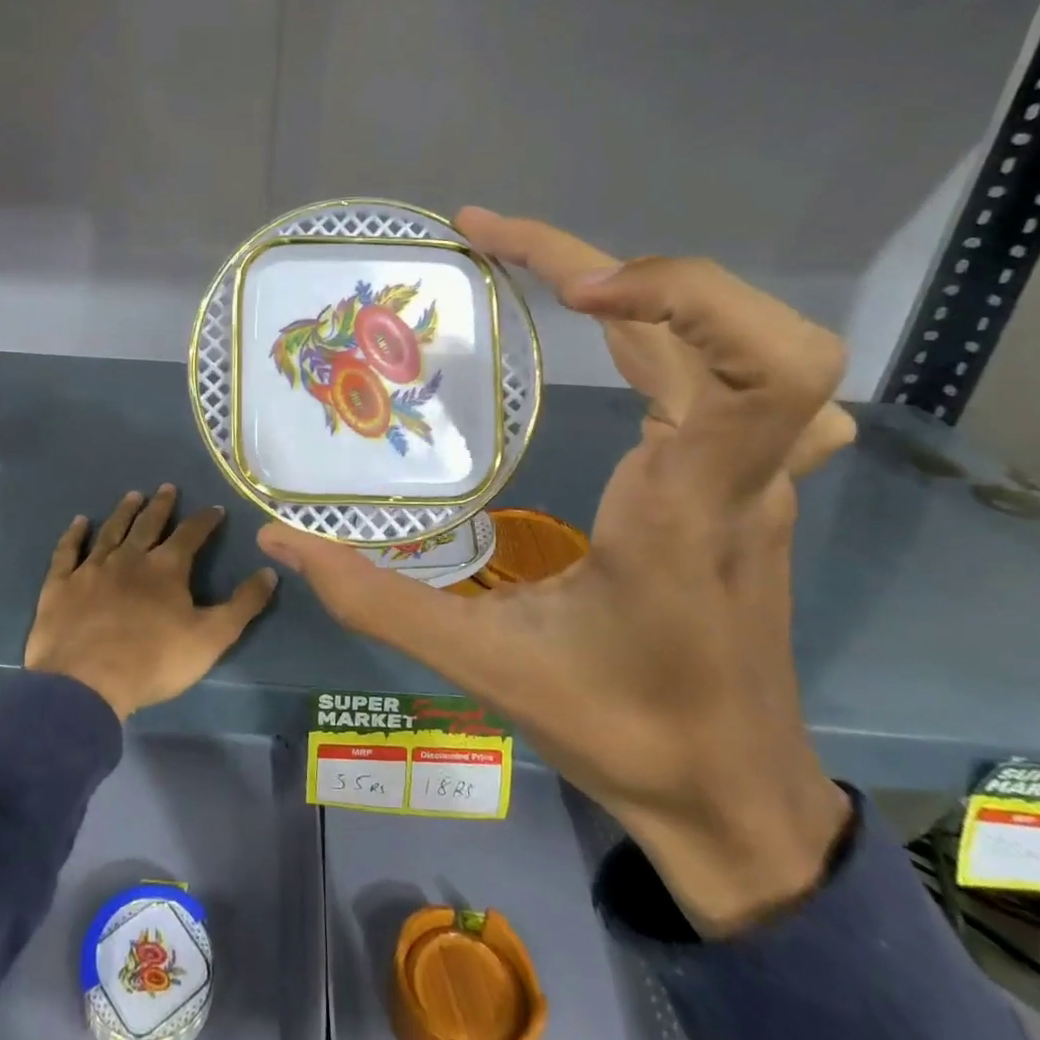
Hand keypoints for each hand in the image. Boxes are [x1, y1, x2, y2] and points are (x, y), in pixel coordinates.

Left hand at [25, 485, 277, 720]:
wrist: (86, 682)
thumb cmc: (154, 661)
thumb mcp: (212, 637)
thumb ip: (243, 605)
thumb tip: (269, 572)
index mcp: (166, 568)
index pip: (191, 534)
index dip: (205, 520)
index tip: (215, 508)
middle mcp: (129, 558)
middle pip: (148, 524)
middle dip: (161, 506)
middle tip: (167, 487)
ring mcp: (92, 569)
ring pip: (111, 531)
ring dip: (124, 512)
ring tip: (133, 495)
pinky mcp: (61, 585)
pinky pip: (68, 552)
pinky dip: (74, 535)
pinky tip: (79, 522)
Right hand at [260, 208, 855, 936]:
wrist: (734, 798)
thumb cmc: (624, 731)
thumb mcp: (484, 668)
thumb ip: (375, 600)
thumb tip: (282, 536)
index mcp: (689, 506)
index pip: (757, 364)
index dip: (674, 292)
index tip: (567, 289)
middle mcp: (738, 473)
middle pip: (741, 324)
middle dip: (618, 261)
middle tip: (496, 241)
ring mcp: (756, 475)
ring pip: (747, 340)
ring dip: (653, 287)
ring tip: (550, 276)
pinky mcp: (749, 483)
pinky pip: (743, 375)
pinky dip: (687, 327)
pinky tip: (634, 339)